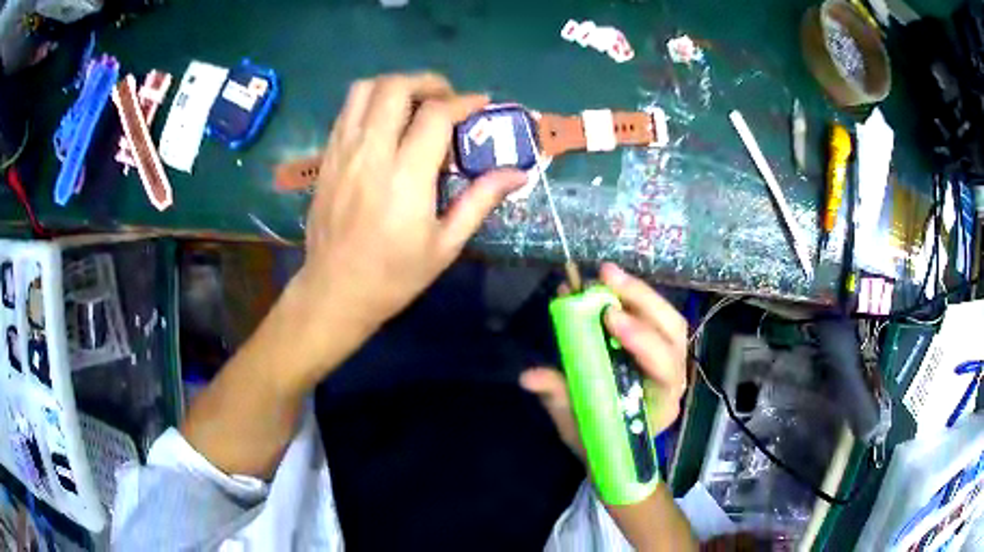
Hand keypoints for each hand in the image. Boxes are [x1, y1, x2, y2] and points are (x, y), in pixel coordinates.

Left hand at [283, 73, 525, 384]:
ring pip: (364, 90)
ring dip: (395, 85)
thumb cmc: (394, 276)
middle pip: (395, 87)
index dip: (464, 102)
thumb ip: (480, 200)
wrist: (335, 292)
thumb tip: (518, 173)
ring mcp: (342, 152)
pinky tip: (386, 122)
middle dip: (427, 81)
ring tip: (415, 103)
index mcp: (405, 177)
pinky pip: (346, 111)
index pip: (436, 115)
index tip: (481, 105)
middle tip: (446, 98)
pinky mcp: (326, 158)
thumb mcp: (445, 245)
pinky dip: (371, 102)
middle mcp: (370, 154)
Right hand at [520, 263, 688, 462]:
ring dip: (639, 293)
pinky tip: (611, 286)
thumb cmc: (598, 441)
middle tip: (607, 277)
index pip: (664, 370)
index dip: (642, 340)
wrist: (613, 448)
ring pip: (668, 320)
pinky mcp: (659, 348)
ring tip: (607, 275)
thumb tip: (528, 376)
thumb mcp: (575, 425)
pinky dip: (634, 298)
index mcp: (660, 406)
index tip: (611, 317)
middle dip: (643, 301)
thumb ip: (558, 397)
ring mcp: (670, 361)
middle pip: (673, 333)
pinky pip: (655, 317)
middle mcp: (673, 380)